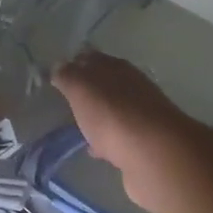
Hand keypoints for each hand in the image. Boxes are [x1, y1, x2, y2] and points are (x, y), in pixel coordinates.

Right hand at [52, 50, 192, 205]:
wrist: (154, 154)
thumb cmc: (112, 114)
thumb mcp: (81, 88)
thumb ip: (68, 76)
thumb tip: (59, 66)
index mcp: (116, 67)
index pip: (92, 58)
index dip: (75, 64)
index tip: (58, 75)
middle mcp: (132, 86)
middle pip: (105, 84)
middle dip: (88, 90)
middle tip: (67, 101)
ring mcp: (141, 115)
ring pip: (114, 111)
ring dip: (99, 117)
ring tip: (79, 128)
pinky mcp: (145, 143)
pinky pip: (120, 137)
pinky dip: (107, 141)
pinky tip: (97, 151)